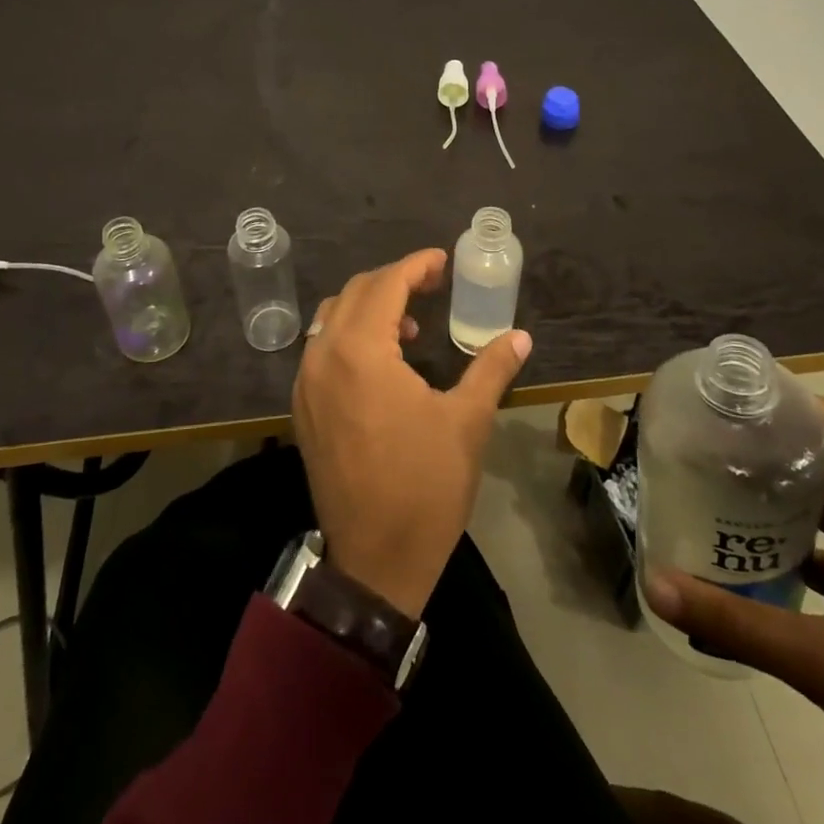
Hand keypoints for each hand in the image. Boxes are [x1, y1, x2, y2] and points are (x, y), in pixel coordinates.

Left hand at [290, 249, 530, 618]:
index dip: (415, 266)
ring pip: (331, 319)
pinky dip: (349, 336)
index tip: (442, 261)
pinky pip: (321, 349)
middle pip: (354, 293)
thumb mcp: (467, 422)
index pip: (385, 285)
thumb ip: (491, 368)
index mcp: (361, 352)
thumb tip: (520, 336)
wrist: (375, 562)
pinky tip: (381, 363)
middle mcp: (323, 357)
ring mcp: (306, 383)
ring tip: (409, 330)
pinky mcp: (303, 408)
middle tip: (432, 286)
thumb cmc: (425, 487)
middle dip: (393, 281)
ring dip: (368, 308)